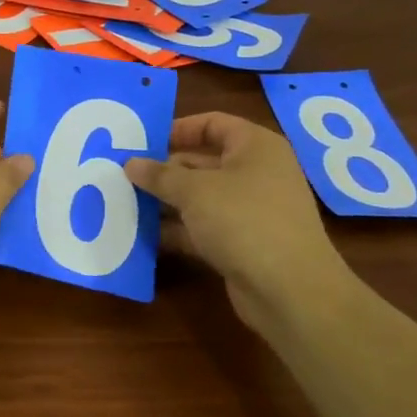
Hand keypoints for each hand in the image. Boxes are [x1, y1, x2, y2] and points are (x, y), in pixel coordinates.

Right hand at [124, 113, 350, 334]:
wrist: (291, 292)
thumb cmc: (243, 221)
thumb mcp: (194, 191)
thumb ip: (159, 175)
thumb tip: (131, 163)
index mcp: (255, 147)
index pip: (212, 123)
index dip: (177, 129)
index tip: (142, 142)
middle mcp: (257, 173)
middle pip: (203, 161)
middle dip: (165, 169)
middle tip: (125, 174)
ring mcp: (252, 210)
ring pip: (201, 197)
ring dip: (167, 201)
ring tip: (126, 202)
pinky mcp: (244, 243)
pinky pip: (204, 227)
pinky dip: (178, 229)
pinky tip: (144, 234)